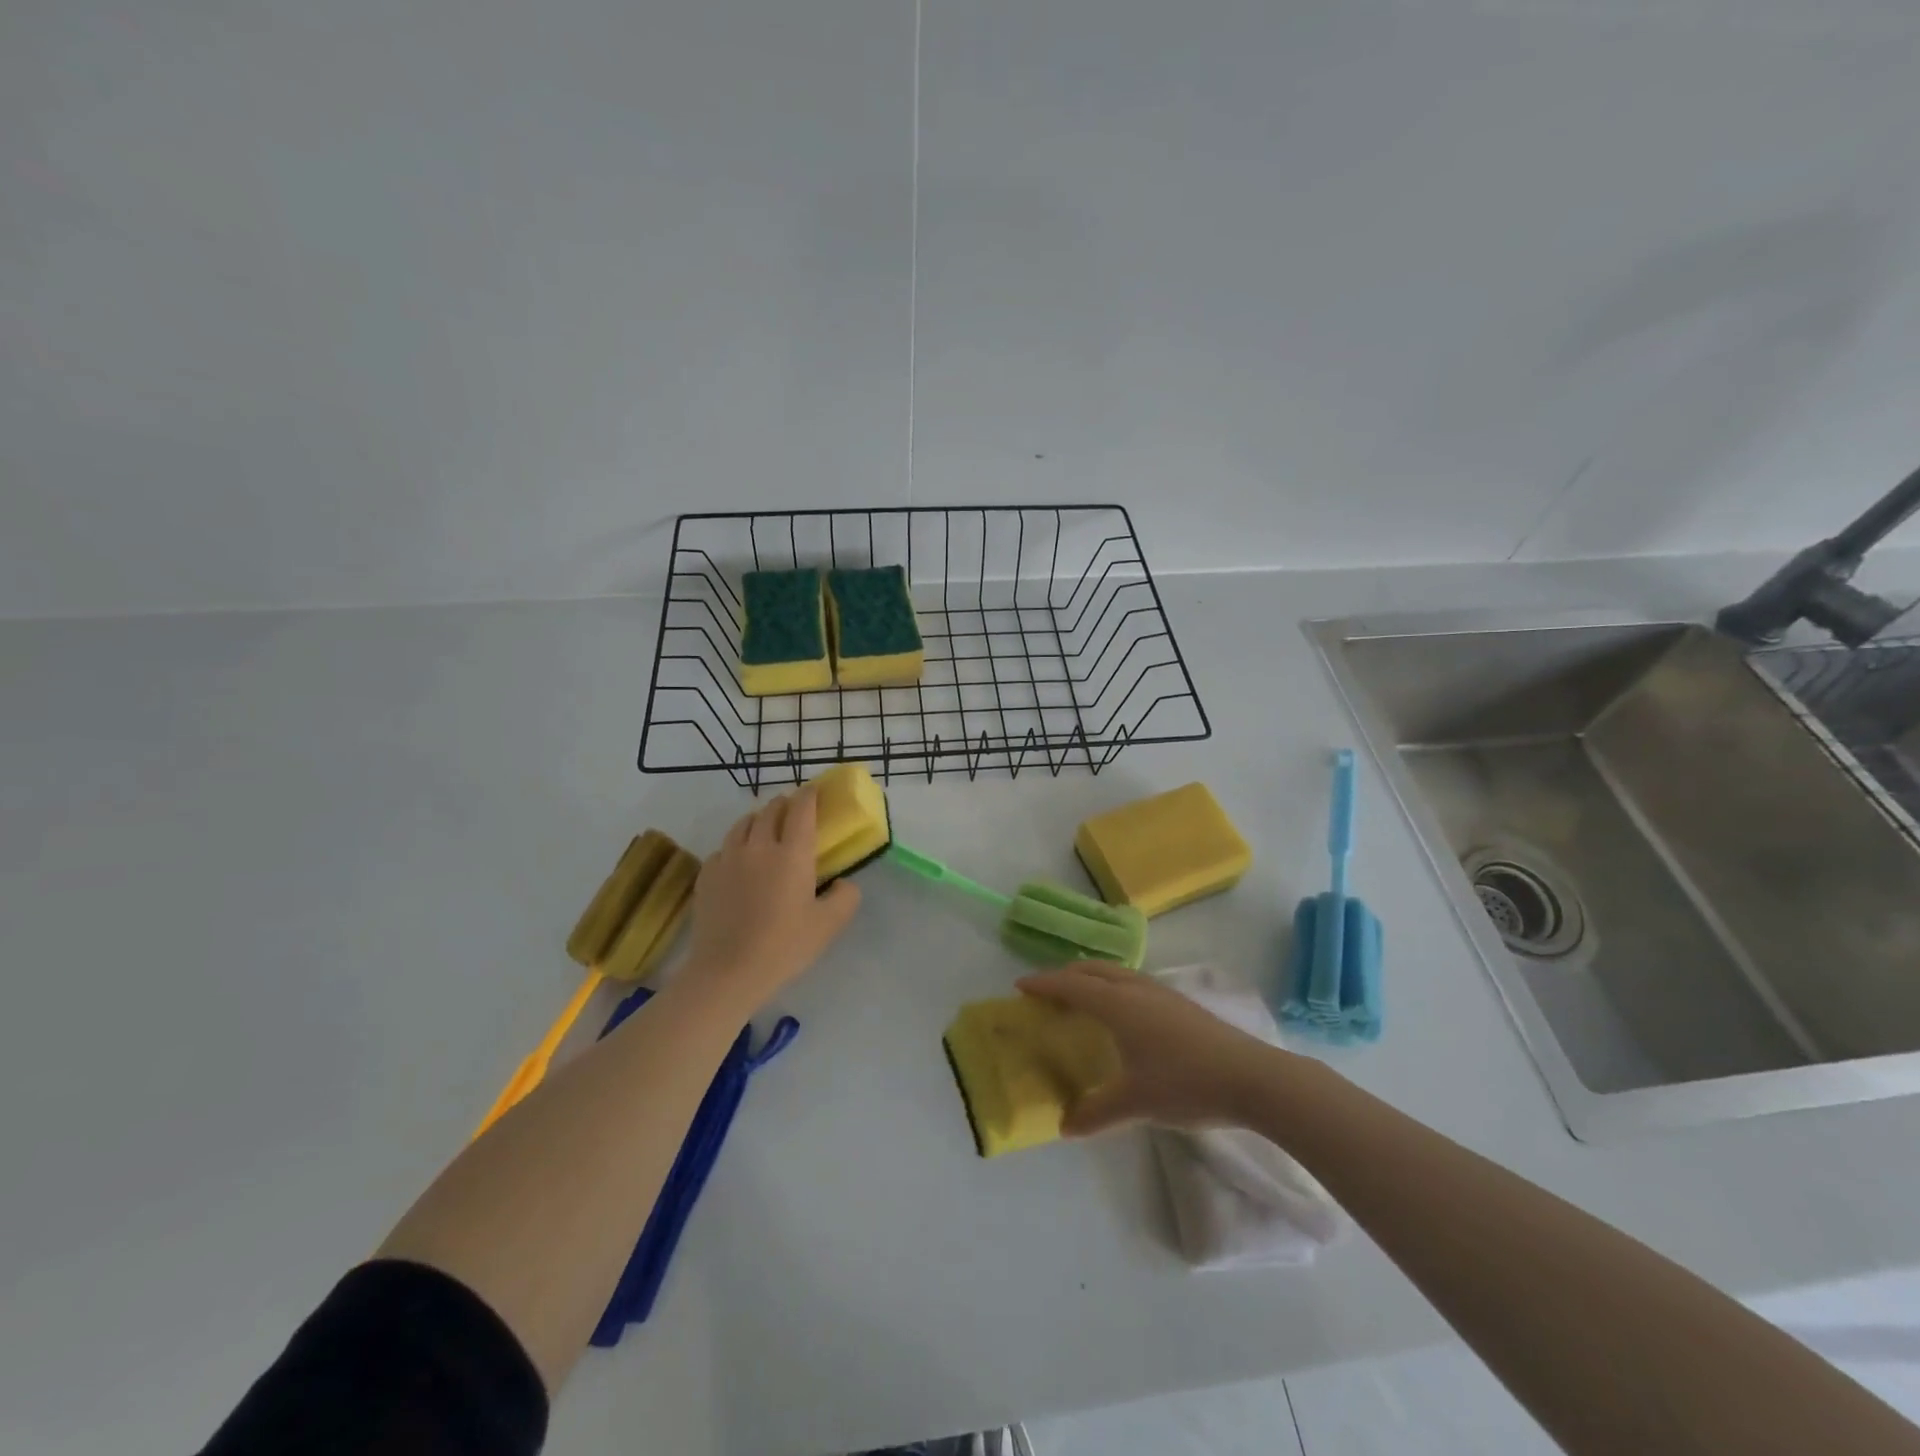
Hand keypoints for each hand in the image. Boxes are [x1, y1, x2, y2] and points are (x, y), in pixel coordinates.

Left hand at [682, 785, 859, 1009]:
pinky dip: (737, 845)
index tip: (815, 791)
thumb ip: (845, 897)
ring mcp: (728, 858)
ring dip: (758, 819)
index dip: (810, 795)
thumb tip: (843, 883)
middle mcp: (758, 845)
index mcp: (792, 853)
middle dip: (785, 804)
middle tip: (794, 811)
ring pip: (743, 823)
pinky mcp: (707, 874)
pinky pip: (724, 847)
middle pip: (770, 809)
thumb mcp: (829, 925)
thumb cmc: (784, 946)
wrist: (727, 971)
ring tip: (765, 828)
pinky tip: (740, 860)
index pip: (801, 809)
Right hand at [1017, 962, 1281, 1134]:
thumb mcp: (1137, 1102)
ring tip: (1081, 996)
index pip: (1072, 986)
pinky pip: (1133, 983)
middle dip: (1066, 975)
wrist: (1252, 1078)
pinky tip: (1124, 1012)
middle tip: (1047, 990)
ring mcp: (1162, 993)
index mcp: (1119, 1005)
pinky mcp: (1181, 1004)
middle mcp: (1137, 989)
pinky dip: (1113, 986)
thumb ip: (1097, 1112)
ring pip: (1116, 973)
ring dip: (1092, 978)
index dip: (1044, 984)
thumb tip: (1065, 1126)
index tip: (1020, 986)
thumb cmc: (1186, 1083)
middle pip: (1093, 970)